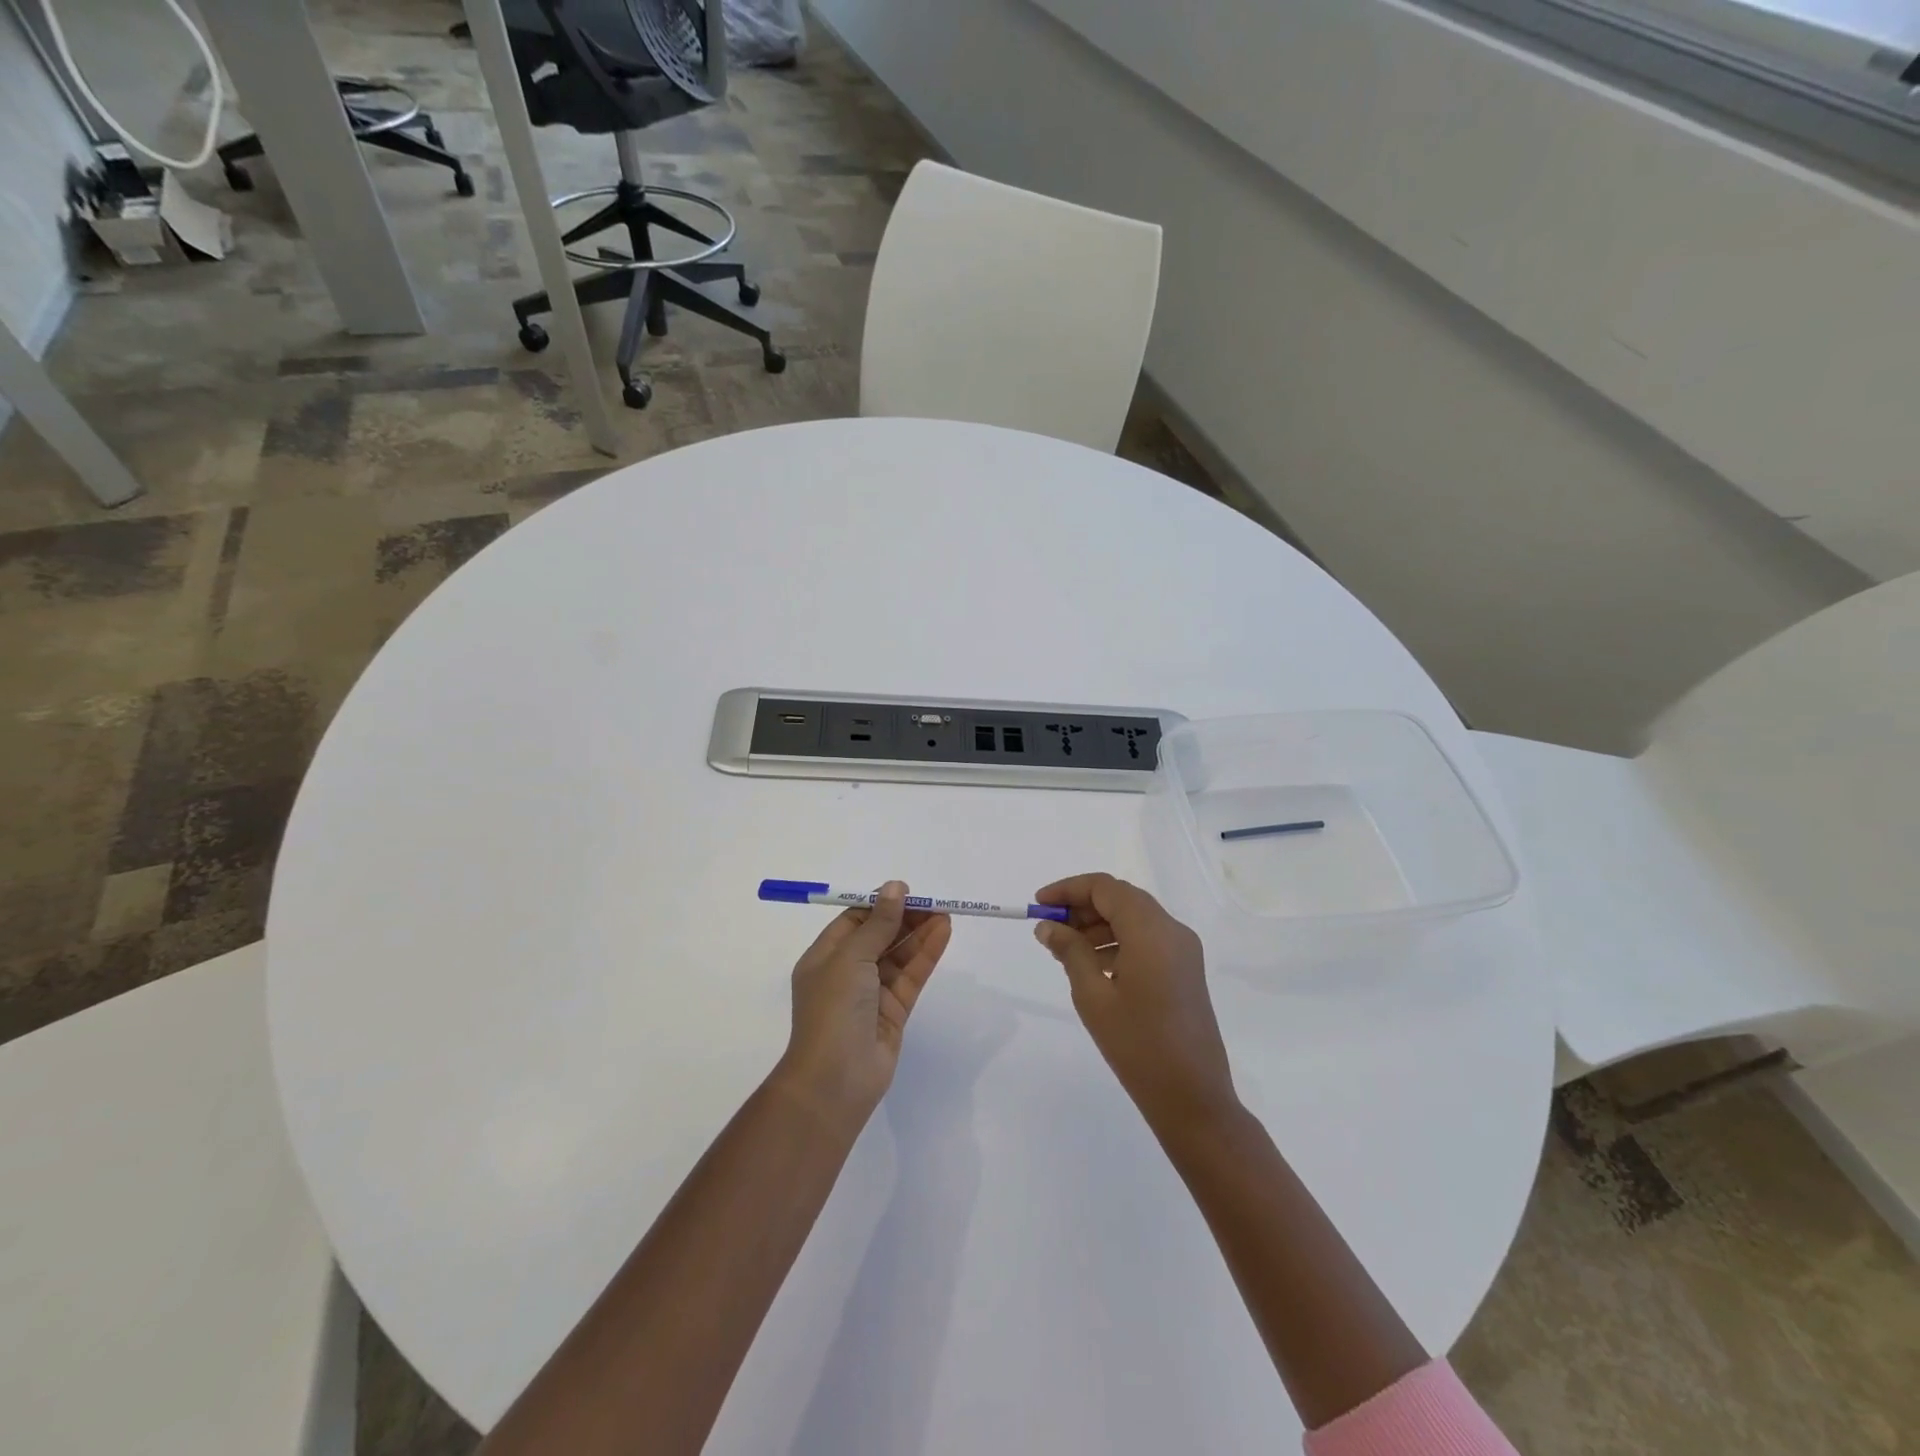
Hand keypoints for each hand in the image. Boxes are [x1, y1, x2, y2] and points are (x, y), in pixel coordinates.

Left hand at [774, 881, 952, 1133]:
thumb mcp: (851, 957)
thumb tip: (895, 887)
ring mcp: (871, 994)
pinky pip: (911, 976)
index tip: (907, 891)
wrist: (835, 1081)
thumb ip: (878, 923)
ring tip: (946, 913)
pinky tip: (943, 934)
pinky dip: (926, 955)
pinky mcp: (894, 1012)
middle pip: (879, 936)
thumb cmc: (833, 1010)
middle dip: (904, 917)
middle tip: (934, 901)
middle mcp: (847, 972)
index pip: (854, 921)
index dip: (880, 904)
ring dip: (920, 934)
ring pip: (899, 955)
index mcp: (825, 957)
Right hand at [1033, 873, 1237, 1136]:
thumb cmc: (1138, 1045)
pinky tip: (1094, 966)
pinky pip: (1147, 939)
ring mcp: (1183, 950)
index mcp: (1151, 930)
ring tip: (1065, 950)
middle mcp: (1172, 930)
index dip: (1069, 890)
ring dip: (1099, 925)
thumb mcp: (1093, 996)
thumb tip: (1048, 927)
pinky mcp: (1185, 970)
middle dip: (1082, 907)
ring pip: (1134, 918)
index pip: (1105, 887)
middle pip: (1121, 899)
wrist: (1193, 1097)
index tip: (1039, 906)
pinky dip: (1118, 941)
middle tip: (1049, 929)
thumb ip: (1070, 952)